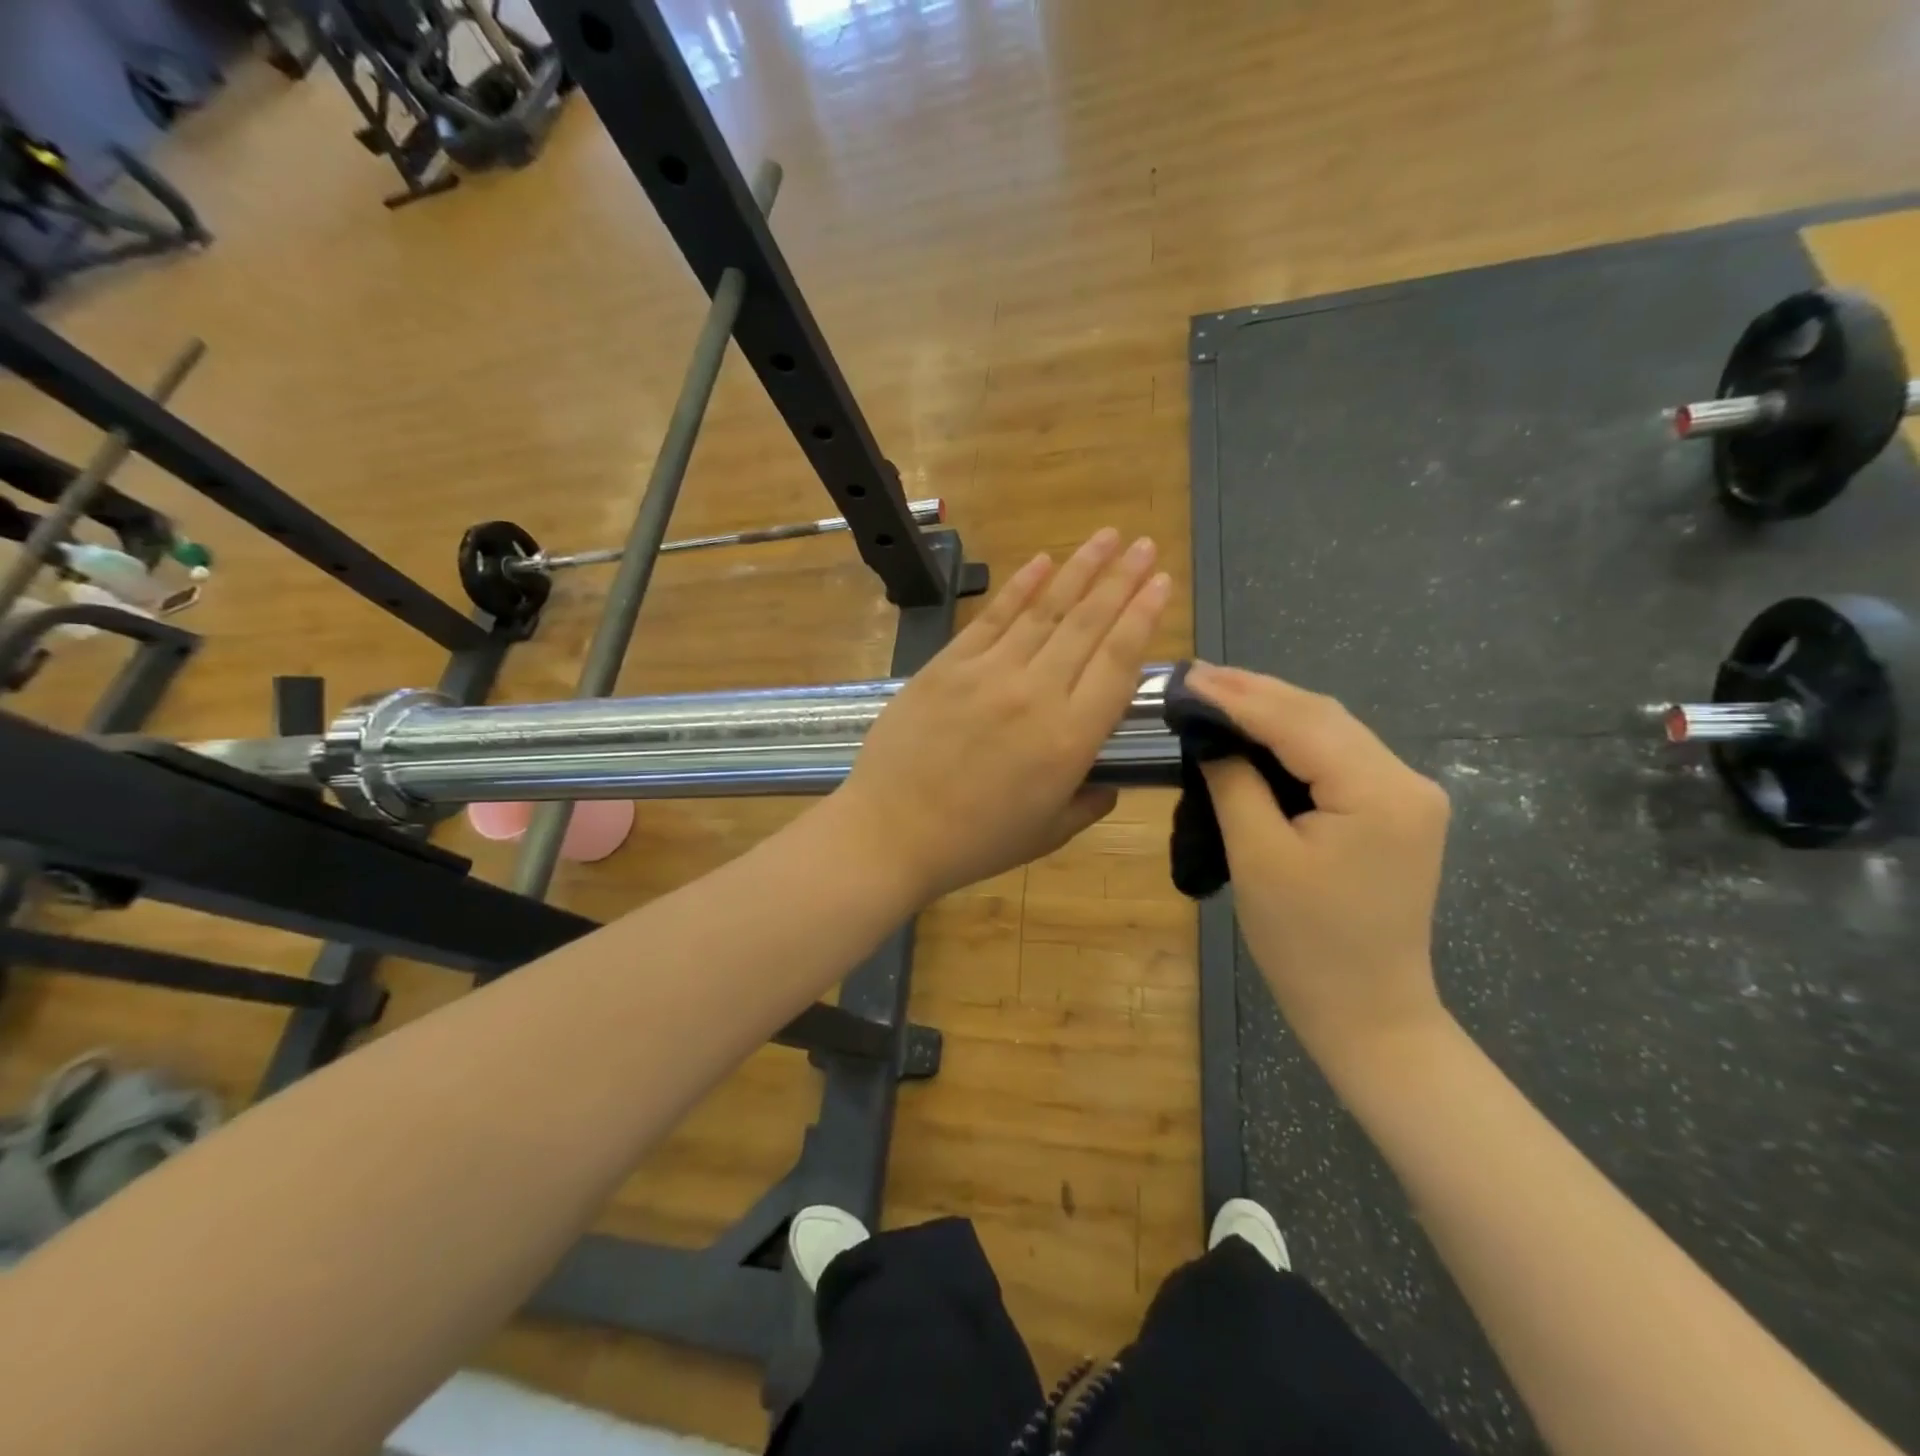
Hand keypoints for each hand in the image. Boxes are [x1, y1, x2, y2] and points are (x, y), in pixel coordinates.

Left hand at [836, 529, 1170, 902]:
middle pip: (1087, 625)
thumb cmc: (974, 842)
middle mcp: (1036, 693)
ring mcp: (988, 673)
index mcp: (1069, 739)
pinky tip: (1043, 561)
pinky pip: (992, 618)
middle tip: (1146, 545)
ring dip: (1080, 570)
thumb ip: (1088, 802)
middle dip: (1121, 579)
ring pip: (1044, 611)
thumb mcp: (1047, 834)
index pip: (1118, 662)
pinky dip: (1019, 587)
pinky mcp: (948, 665)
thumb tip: (1110, 783)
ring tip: (1106, 536)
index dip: (1143, 616)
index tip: (1161, 581)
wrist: (890, 832)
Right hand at [1186, 664, 1451, 1062]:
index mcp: (1380, 793)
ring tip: (1218, 693)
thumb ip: (1235, 784)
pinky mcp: (1395, 811)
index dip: (1239, 696)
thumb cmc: (1306, 943)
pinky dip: (1294, 739)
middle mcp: (1407, 781)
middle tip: (1197, 677)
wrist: (1368, 1012)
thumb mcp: (1259, 858)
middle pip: (1322, 716)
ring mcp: (1408, 796)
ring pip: (1332, 731)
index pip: (1300, 723)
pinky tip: (1258, 730)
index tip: (1188, 677)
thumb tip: (1211, 737)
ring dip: (1274, 711)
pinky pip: (1339, 757)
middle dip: (1257, 692)